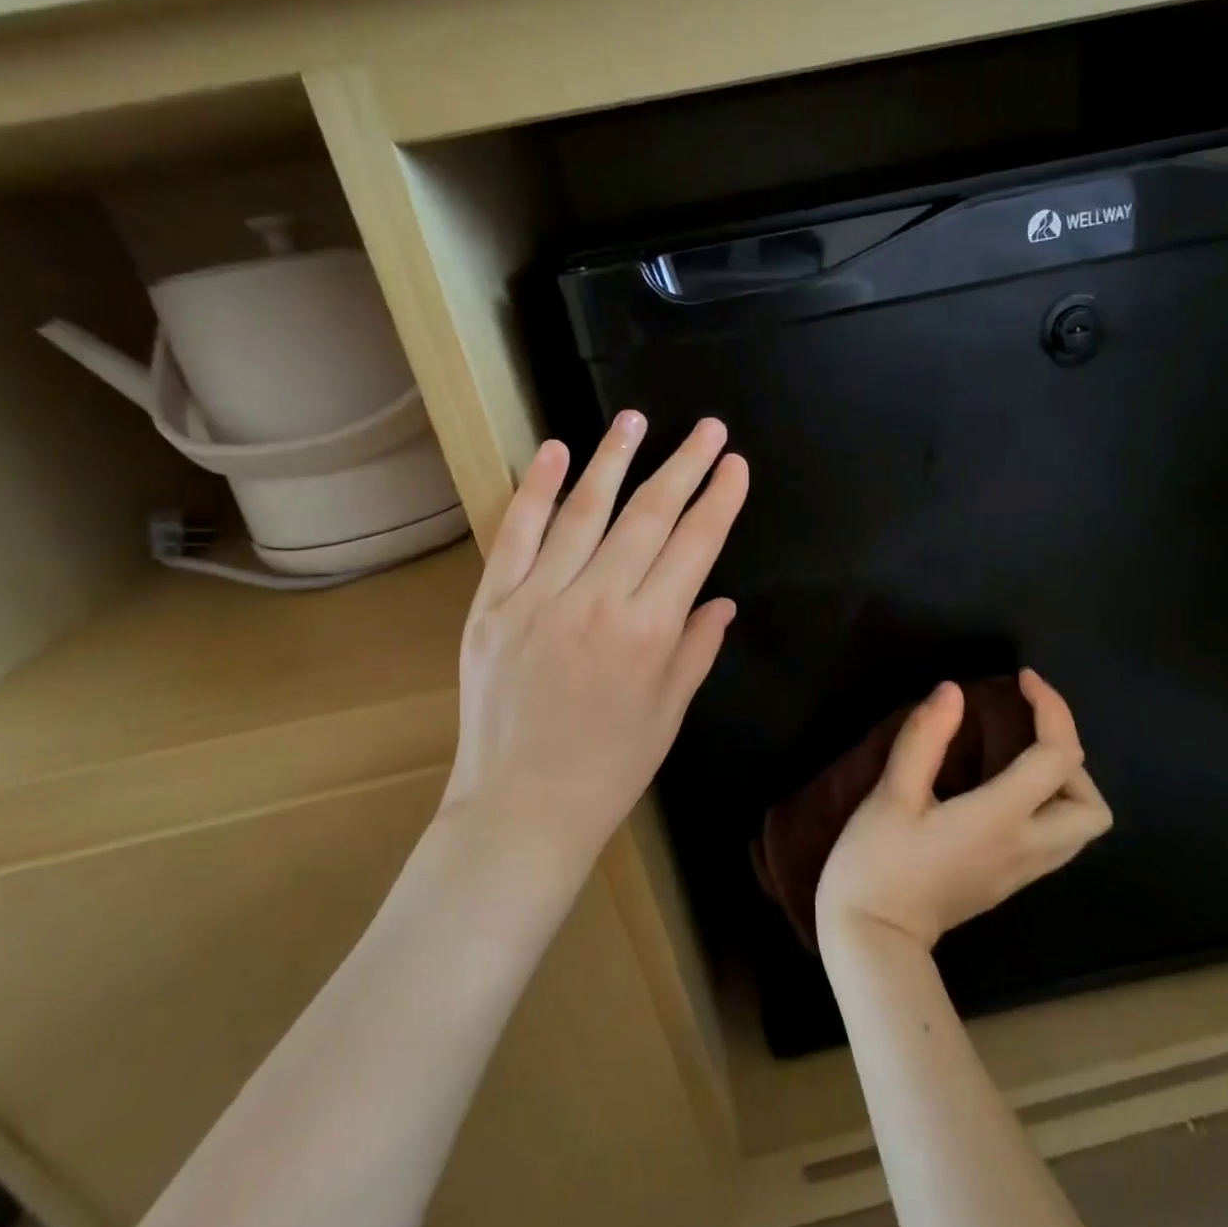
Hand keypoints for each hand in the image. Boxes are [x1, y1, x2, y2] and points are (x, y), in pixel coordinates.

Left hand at [442, 411, 748, 874]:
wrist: (520, 808)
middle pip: (648, 516)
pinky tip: (556, 452)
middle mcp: (596, 602)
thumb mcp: (670, 712)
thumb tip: (720, 599)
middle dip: (684, 466)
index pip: (694, 545)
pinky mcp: (492, 604)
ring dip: (614, 460)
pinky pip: (515, 534)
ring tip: (635, 419)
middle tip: (707, 428)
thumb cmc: (610, 767)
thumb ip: (696, 647)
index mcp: (648, 631)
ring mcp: (538, 598)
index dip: (719, 499)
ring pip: (583, 511)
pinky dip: (534, 489)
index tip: (735, 464)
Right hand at [816, 671, 1110, 953]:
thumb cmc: (876, 863)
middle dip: (1070, 756)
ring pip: (1080, 829)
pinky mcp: (1008, 882)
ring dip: (1064, 784)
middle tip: (1025, 730)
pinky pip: (1055, 840)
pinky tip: (1003, 788)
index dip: (1052, 708)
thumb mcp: (891, 794)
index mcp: (1000, 820)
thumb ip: (924, 738)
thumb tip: (953, 691)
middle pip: (1091, 806)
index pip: (1057, 758)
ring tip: (1018, 755)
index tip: (1023, 679)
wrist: (872, 941)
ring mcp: (1020, 871)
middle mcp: (1025, 848)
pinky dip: (1047, 804)